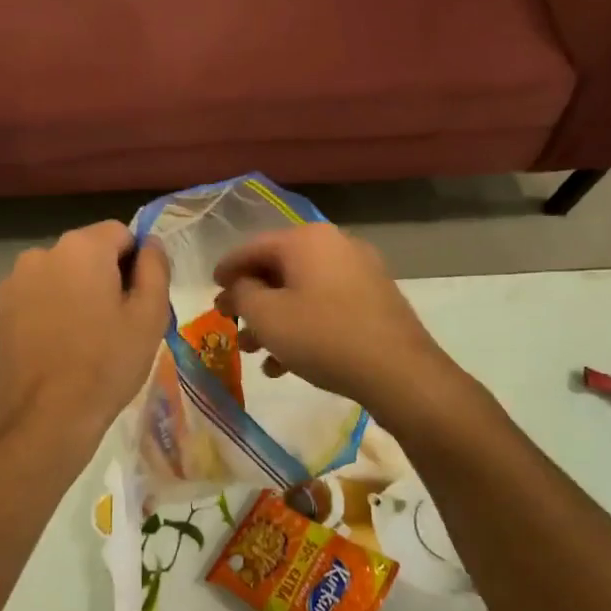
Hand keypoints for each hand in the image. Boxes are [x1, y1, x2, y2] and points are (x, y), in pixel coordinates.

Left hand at [0, 221, 170, 440]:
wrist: (45, 418)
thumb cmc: (106, 363)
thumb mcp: (150, 315)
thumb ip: (155, 268)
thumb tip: (151, 243)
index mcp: (82, 247)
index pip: (121, 233)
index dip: (136, 263)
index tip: (139, 299)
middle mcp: (43, 253)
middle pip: (88, 252)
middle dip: (105, 276)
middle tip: (118, 322)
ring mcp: (16, 281)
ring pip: (61, 275)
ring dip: (77, 292)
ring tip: (87, 338)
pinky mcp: (1, 310)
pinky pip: (38, 296)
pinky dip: (52, 310)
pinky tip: (60, 346)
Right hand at [213, 224, 445, 409]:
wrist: (399, 372)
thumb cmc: (323, 337)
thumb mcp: (267, 316)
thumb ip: (241, 293)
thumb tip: (239, 285)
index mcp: (306, 239)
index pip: (253, 247)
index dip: (227, 269)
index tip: (211, 289)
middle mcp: (334, 244)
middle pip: (278, 269)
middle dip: (251, 300)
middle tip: (230, 324)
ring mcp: (360, 271)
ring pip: (302, 291)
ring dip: (274, 319)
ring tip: (255, 352)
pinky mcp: (375, 299)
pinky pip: (326, 305)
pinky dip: (302, 325)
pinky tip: (286, 364)